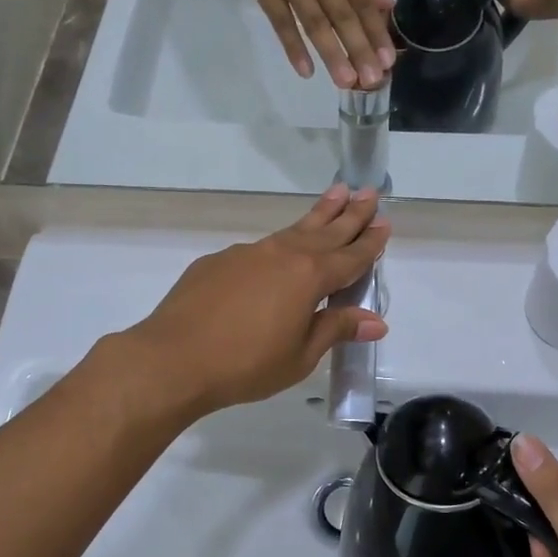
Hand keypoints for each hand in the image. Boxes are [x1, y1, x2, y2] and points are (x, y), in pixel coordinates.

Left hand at [123, 186, 389, 417]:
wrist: (173, 359)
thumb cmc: (246, 364)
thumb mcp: (301, 355)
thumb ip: (336, 329)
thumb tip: (376, 321)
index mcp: (309, 277)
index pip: (350, 256)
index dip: (370, 242)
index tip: (385, 223)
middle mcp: (282, 255)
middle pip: (325, 231)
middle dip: (350, 213)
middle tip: (369, 192)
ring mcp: (248, 253)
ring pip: (292, 230)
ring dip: (318, 215)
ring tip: (336, 194)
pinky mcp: (219, 261)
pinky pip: (260, 248)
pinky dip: (280, 243)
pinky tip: (279, 251)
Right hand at [219, 0, 395, 88]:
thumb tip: (381, 6)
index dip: (375, 31)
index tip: (389, 59)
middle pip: (342, 15)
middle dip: (360, 49)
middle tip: (373, 81)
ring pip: (314, 22)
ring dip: (332, 54)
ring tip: (347, 82)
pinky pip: (280, 20)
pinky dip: (293, 46)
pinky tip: (307, 70)